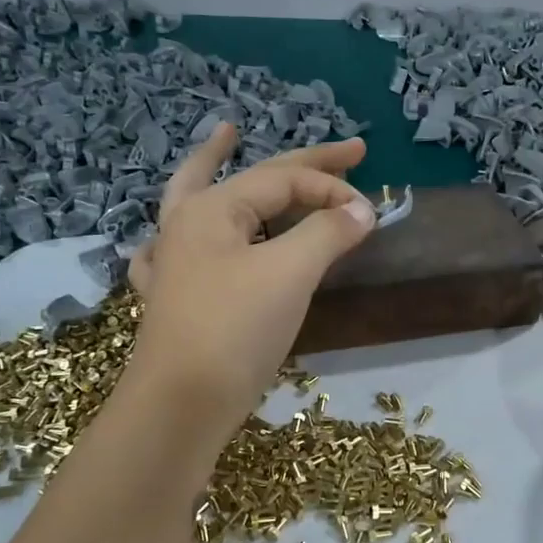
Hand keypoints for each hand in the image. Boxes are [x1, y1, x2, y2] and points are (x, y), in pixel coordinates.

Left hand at [121, 124, 375, 439]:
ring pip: (198, 198)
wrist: (181, 405)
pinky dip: (182, 232)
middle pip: (253, 178)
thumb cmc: (234, 330)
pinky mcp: (171, 299)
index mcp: (213, 209)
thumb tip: (362, 208)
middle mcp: (187, 225)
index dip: (332, 188)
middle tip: (352, 147)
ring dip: (216, 166)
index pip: (285, 181)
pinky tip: (175, 235)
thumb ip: (327, 232)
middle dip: (305, 163)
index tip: (371, 213)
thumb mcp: (290, 273)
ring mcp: (173, 261)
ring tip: (228, 137)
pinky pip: (174, 249)